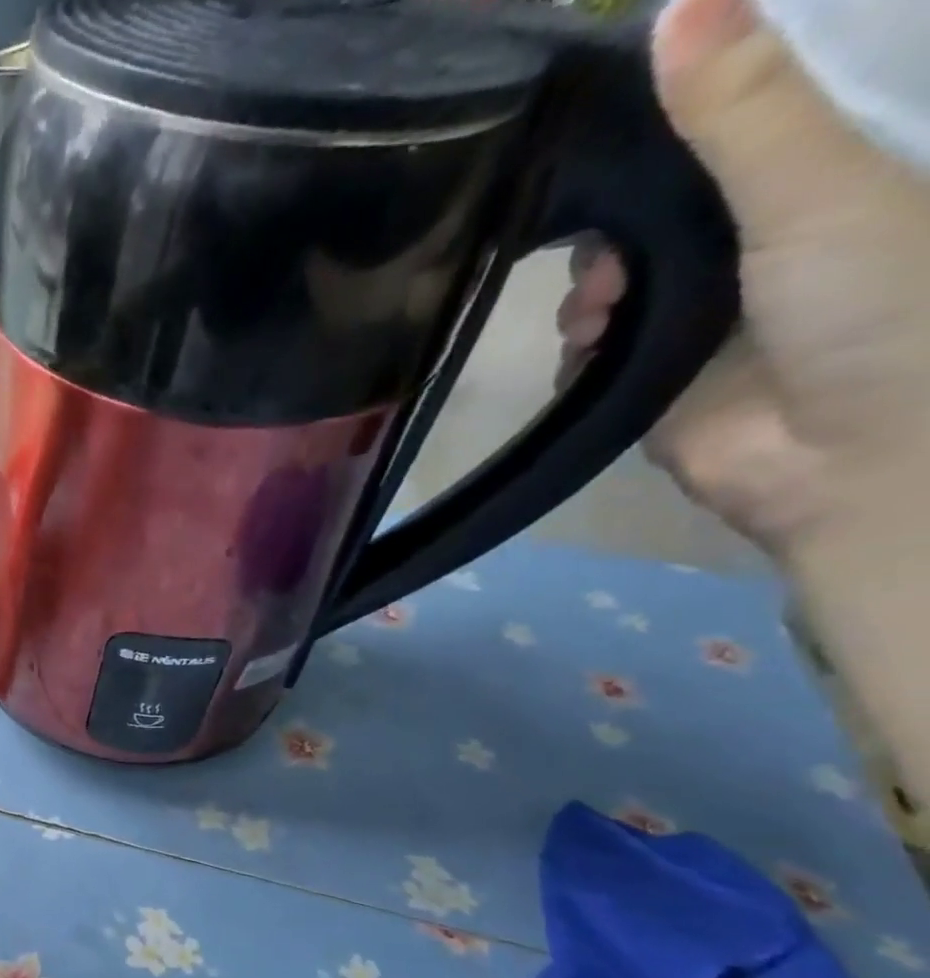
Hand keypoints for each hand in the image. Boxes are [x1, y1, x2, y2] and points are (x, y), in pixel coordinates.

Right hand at [555, 0, 929, 561]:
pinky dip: (578, 352)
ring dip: (587, 294)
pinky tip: (589, 354)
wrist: (846, 458)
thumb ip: (743, 110)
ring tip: (598, 317)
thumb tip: (676, 4)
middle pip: (646, 214)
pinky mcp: (647, 379)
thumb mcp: (815, 187)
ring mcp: (693, 317)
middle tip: (606, 258)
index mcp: (809, 179)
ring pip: (606, 284)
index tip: (598, 137)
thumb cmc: (871, 304)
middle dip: (608, 231)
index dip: (659, 129)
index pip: (716, 132)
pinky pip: (588, 353)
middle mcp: (745, 243)